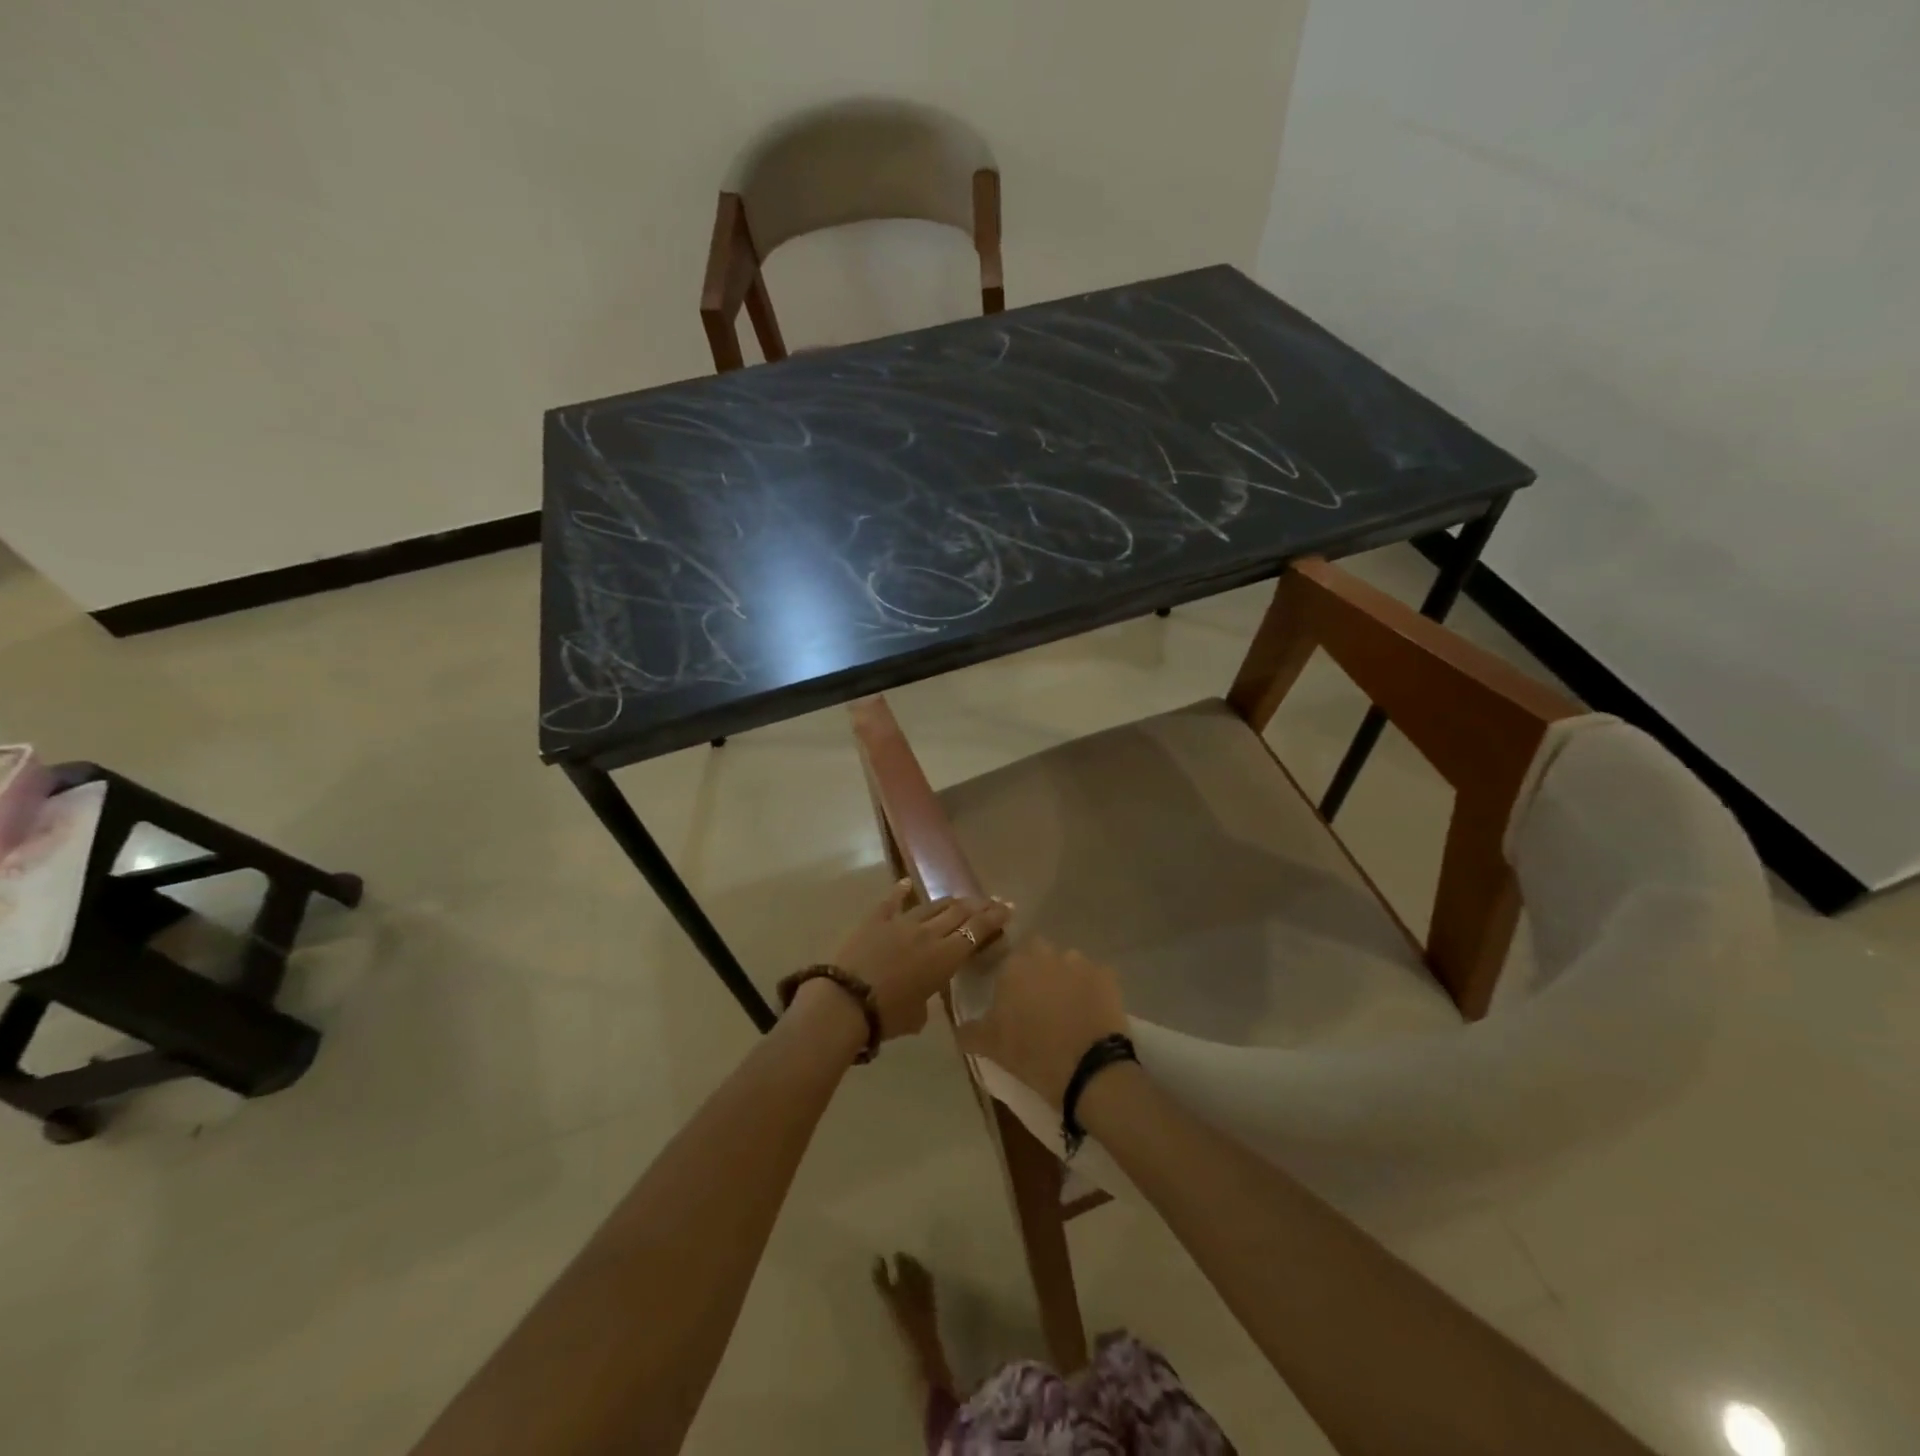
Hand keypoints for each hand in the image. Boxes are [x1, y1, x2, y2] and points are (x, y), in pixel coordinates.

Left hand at [832, 882, 1010, 1039]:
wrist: (846, 1001)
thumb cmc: (887, 1016)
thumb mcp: (918, 1015)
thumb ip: (927, 1000)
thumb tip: (923, 998)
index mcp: (945, 957)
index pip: (976, 930)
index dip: (994, 917)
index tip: (1007, 907)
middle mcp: (929, 933)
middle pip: (959, 912)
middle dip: (978, 905)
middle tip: (990, 901)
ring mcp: (901, 922)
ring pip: (932, 906)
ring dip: (949, 901)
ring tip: (959, 899)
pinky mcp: (876, 920)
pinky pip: (891, 901)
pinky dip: (900, 891)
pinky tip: (906, 883)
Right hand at [956, 939, 1127, 1107]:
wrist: (1087, 1069)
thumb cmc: (1030, 1053)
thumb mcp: (990, 1045)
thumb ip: (970, 1031)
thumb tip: (957, 1028)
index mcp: (1014, 965)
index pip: (1008, 958)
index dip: (1011, 976)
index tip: (1012, 997)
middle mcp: (1046, 954)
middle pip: (1039, 953)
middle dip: (1038, 969)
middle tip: (1038, 1001)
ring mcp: (1080, 962)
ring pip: (1068, 963)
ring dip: (1066, 978)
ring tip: (1067, 1008)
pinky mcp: (1107, 976)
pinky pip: (1096, 977)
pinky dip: (1093, 990)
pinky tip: (1091, 1012)